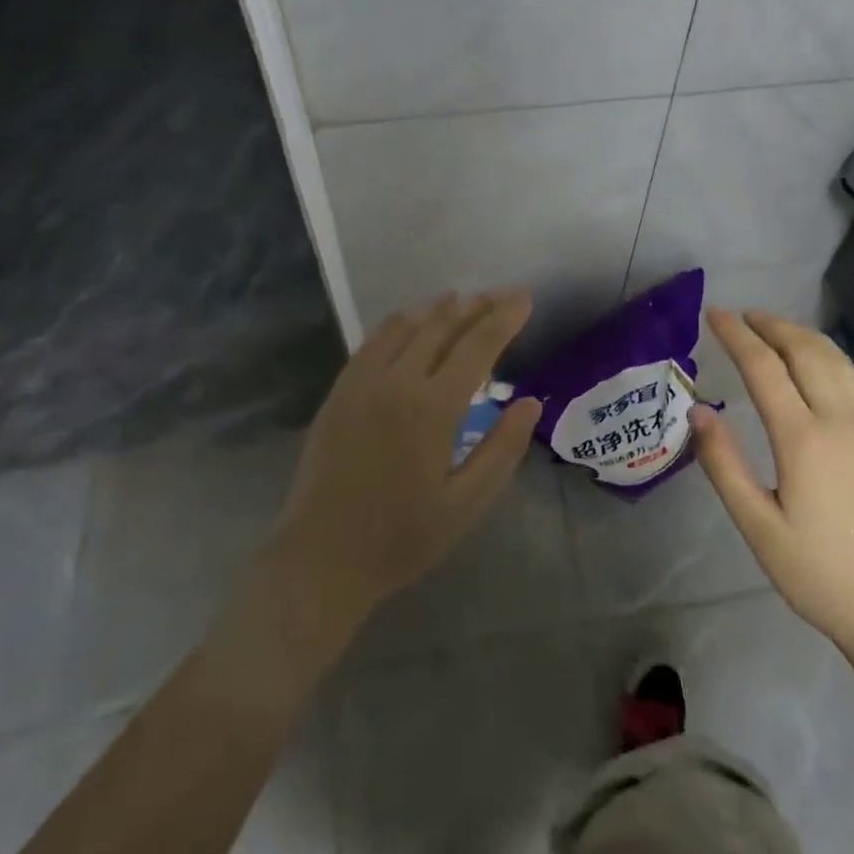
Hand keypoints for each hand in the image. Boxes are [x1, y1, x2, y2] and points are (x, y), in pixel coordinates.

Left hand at [271, 290, 541, 623]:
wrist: (322, 558)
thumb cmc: (402, 538)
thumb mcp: (465, 504)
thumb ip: (501, 449)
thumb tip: (531, 402)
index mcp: (432, 409)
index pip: (476, 346)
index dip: (504, 318)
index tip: (525, 299)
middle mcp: (396, 382)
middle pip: (442, 326)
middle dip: (477, 306)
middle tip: (503, 295)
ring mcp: (362, 383)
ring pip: (406, 326)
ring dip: (439, 308)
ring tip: (464, 299)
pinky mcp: (340, 391)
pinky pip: (374, 341)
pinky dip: (401, 322)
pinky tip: (413, 322)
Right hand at [692, 308, 853, 667]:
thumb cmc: (822, 575)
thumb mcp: (758, 528)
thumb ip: (723, 465)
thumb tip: (698, 411)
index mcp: (804, 438)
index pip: (764, 366)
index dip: (736, 335)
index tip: (714, 314)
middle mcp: (844, 418)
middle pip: (805, 350)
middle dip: (771, 324)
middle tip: (743, 315)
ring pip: (837, 359)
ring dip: (802, 335)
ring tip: (775, 330)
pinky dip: (832, 357)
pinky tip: (822, 364)